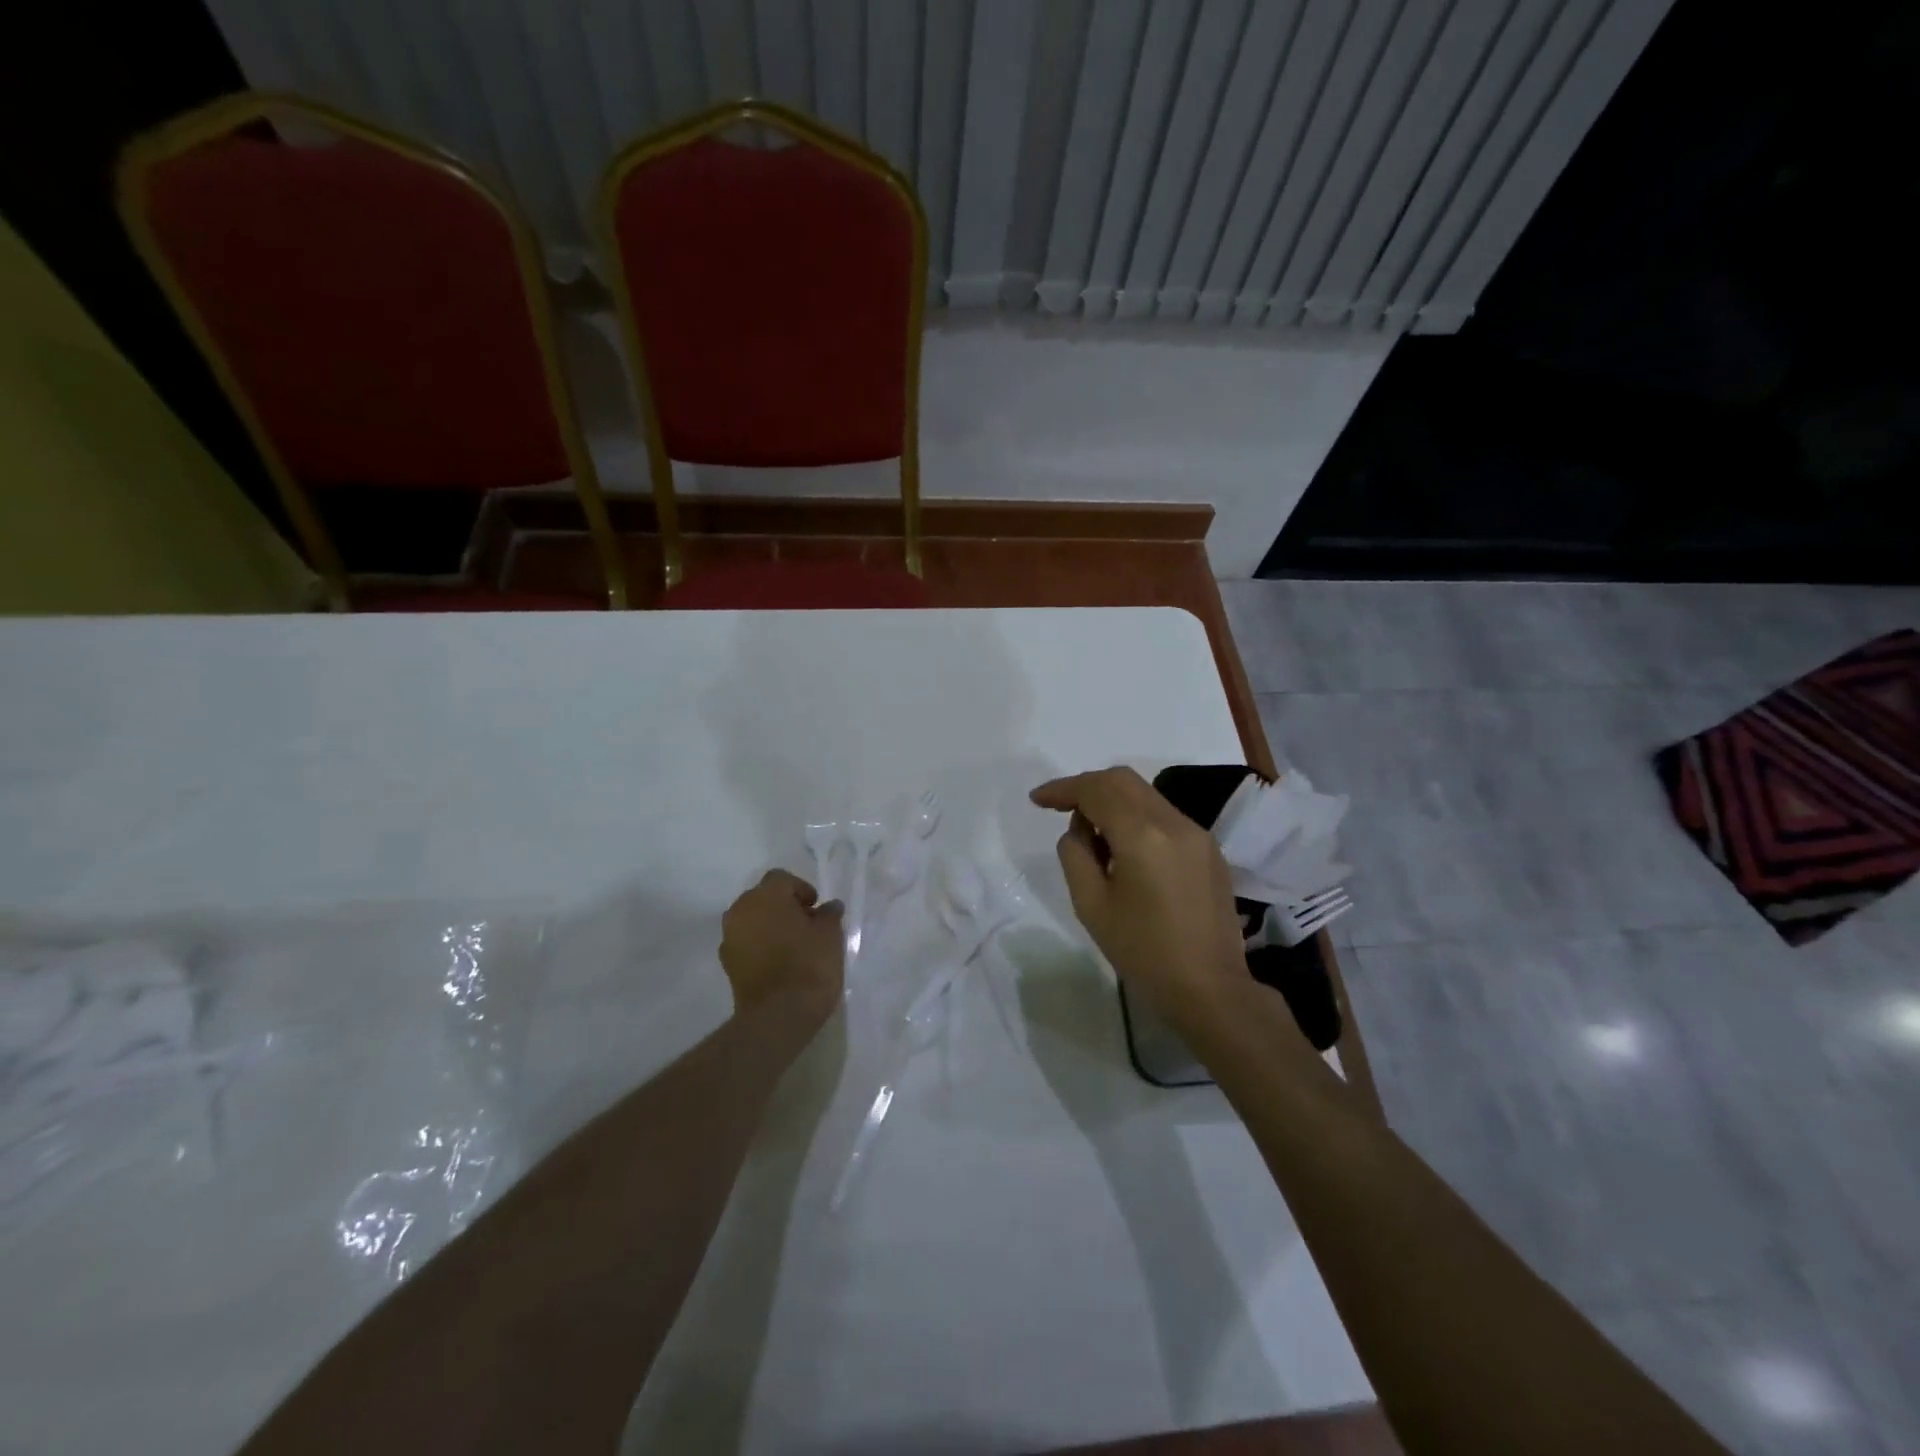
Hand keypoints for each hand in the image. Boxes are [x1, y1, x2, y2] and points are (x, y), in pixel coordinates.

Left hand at [719, 870, 844, 1030]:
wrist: (778, 1016)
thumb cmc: (809, 965)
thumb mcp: (830, 935)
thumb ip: (829, 915)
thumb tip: (829, 906)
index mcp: (765, 896)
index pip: (781, 879)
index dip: (801, 889)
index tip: (816, 909)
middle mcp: (741, 910)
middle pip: (763, 898)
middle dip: (783, 906)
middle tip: (806, 925)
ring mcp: (730, 938)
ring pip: (752, 920)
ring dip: (769, 925)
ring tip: (793, 945)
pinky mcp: (727, 964)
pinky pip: (746, 943)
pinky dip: (760, 945)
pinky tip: (779, 962)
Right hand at [1029, 767, 1251, 1035]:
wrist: (1210, 989)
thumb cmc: (1143, 952)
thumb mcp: (1091, 906)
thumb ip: (1075, 855)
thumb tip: (1080, 830)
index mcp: (1142, 836)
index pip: (1096, 790)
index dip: (1063, 789)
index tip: (1037, 800)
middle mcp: (1174, 822)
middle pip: (1123, 780)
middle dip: (1087, 788)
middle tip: (1061, 810)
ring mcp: (1197, 833)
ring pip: (1146, 795)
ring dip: (1113, 802)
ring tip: (1092, 838)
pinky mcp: (1209, 849)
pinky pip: (1164, 816)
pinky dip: (1136, 818)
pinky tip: (1125, 851)